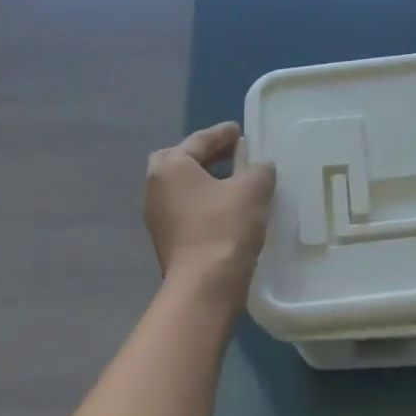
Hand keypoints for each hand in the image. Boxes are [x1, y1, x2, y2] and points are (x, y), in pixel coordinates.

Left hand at [143, 122, 276, 311]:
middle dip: (206, 156)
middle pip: (181, 160)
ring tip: (236, 181)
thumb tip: (260, 166)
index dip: (223, 133)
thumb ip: (259, 168)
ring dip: (207, 181)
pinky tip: (229, 208)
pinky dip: (205, 202)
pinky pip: (186, 208)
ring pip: (183, 187)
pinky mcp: (166, 239)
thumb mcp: (253, 188)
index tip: (240, 130)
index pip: (199, 140)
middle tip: (232, 154)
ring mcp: (157, 216)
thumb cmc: (225, 226)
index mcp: (171, 166)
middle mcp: (156, 187)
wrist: (205, 286)